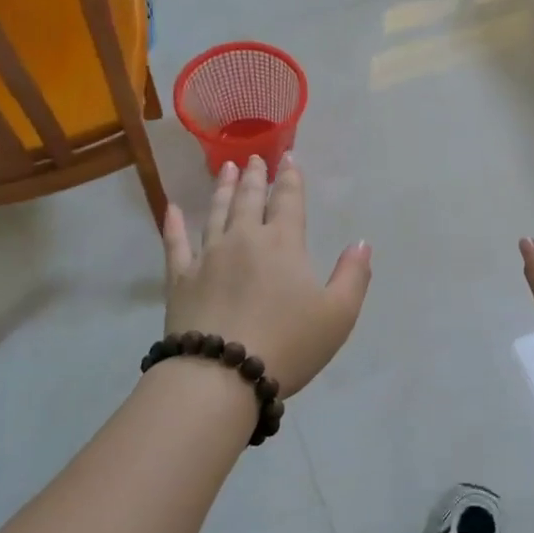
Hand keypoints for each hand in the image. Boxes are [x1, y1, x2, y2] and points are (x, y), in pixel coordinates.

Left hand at [161, 154, 371, 396]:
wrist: (221, 375)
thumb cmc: (288, 344)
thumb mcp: (338, 315)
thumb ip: (353, 275)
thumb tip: (361, 243)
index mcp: (283, 244)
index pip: (289, 201)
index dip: (291, 178)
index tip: (289, 157)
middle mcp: (244, 239)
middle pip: (249, 199)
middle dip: (255, 176)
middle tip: (254, 157)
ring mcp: (208, 257)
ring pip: (216, 213)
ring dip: (222, 189)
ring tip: (225, 169)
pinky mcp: (180, 279)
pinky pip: (175, 244)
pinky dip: (174, 225)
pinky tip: (172, 210)